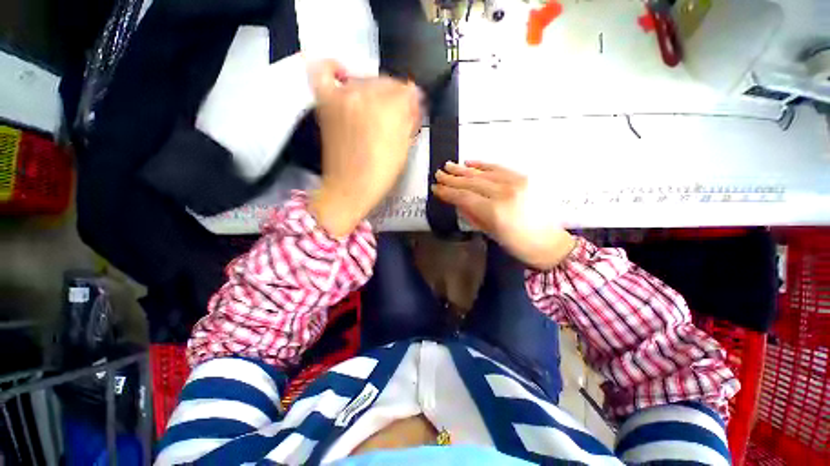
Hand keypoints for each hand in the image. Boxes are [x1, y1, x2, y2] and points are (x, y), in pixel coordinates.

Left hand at [308, 61, 421, 236]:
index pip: (408, 91)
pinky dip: (334, 70)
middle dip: (397, 100)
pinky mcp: (327, 102)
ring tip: (376, 113)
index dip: (412, 105)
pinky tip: (343, 76)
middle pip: (389, 83)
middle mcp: (366, 95)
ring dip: (376, 93)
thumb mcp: (405, 148)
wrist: (349, 189)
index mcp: (391, 110)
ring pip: (367, 79)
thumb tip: (413, 100)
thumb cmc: (380, 175)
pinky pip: (326, 72)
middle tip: (396, 119)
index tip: (411, 116)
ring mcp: (344, 96)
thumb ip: (410, 119)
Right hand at [433, 161, 575, 269]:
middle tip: (438, 174)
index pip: (464, 197)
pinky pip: (499, 168)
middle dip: (452, 179)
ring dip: (463, 170)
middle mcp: (504, 193)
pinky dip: (482, 165)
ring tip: (448, 166)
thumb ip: (472, 214)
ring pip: (483, 173)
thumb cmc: (517, 245)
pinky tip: (469, 163)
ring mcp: (516, 183)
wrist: (549, 242)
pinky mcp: (523, 178)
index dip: (447, 192)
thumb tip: (457, 201)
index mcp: (495, 212)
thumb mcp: (490, 233)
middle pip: (471, 183)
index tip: (435, 188)